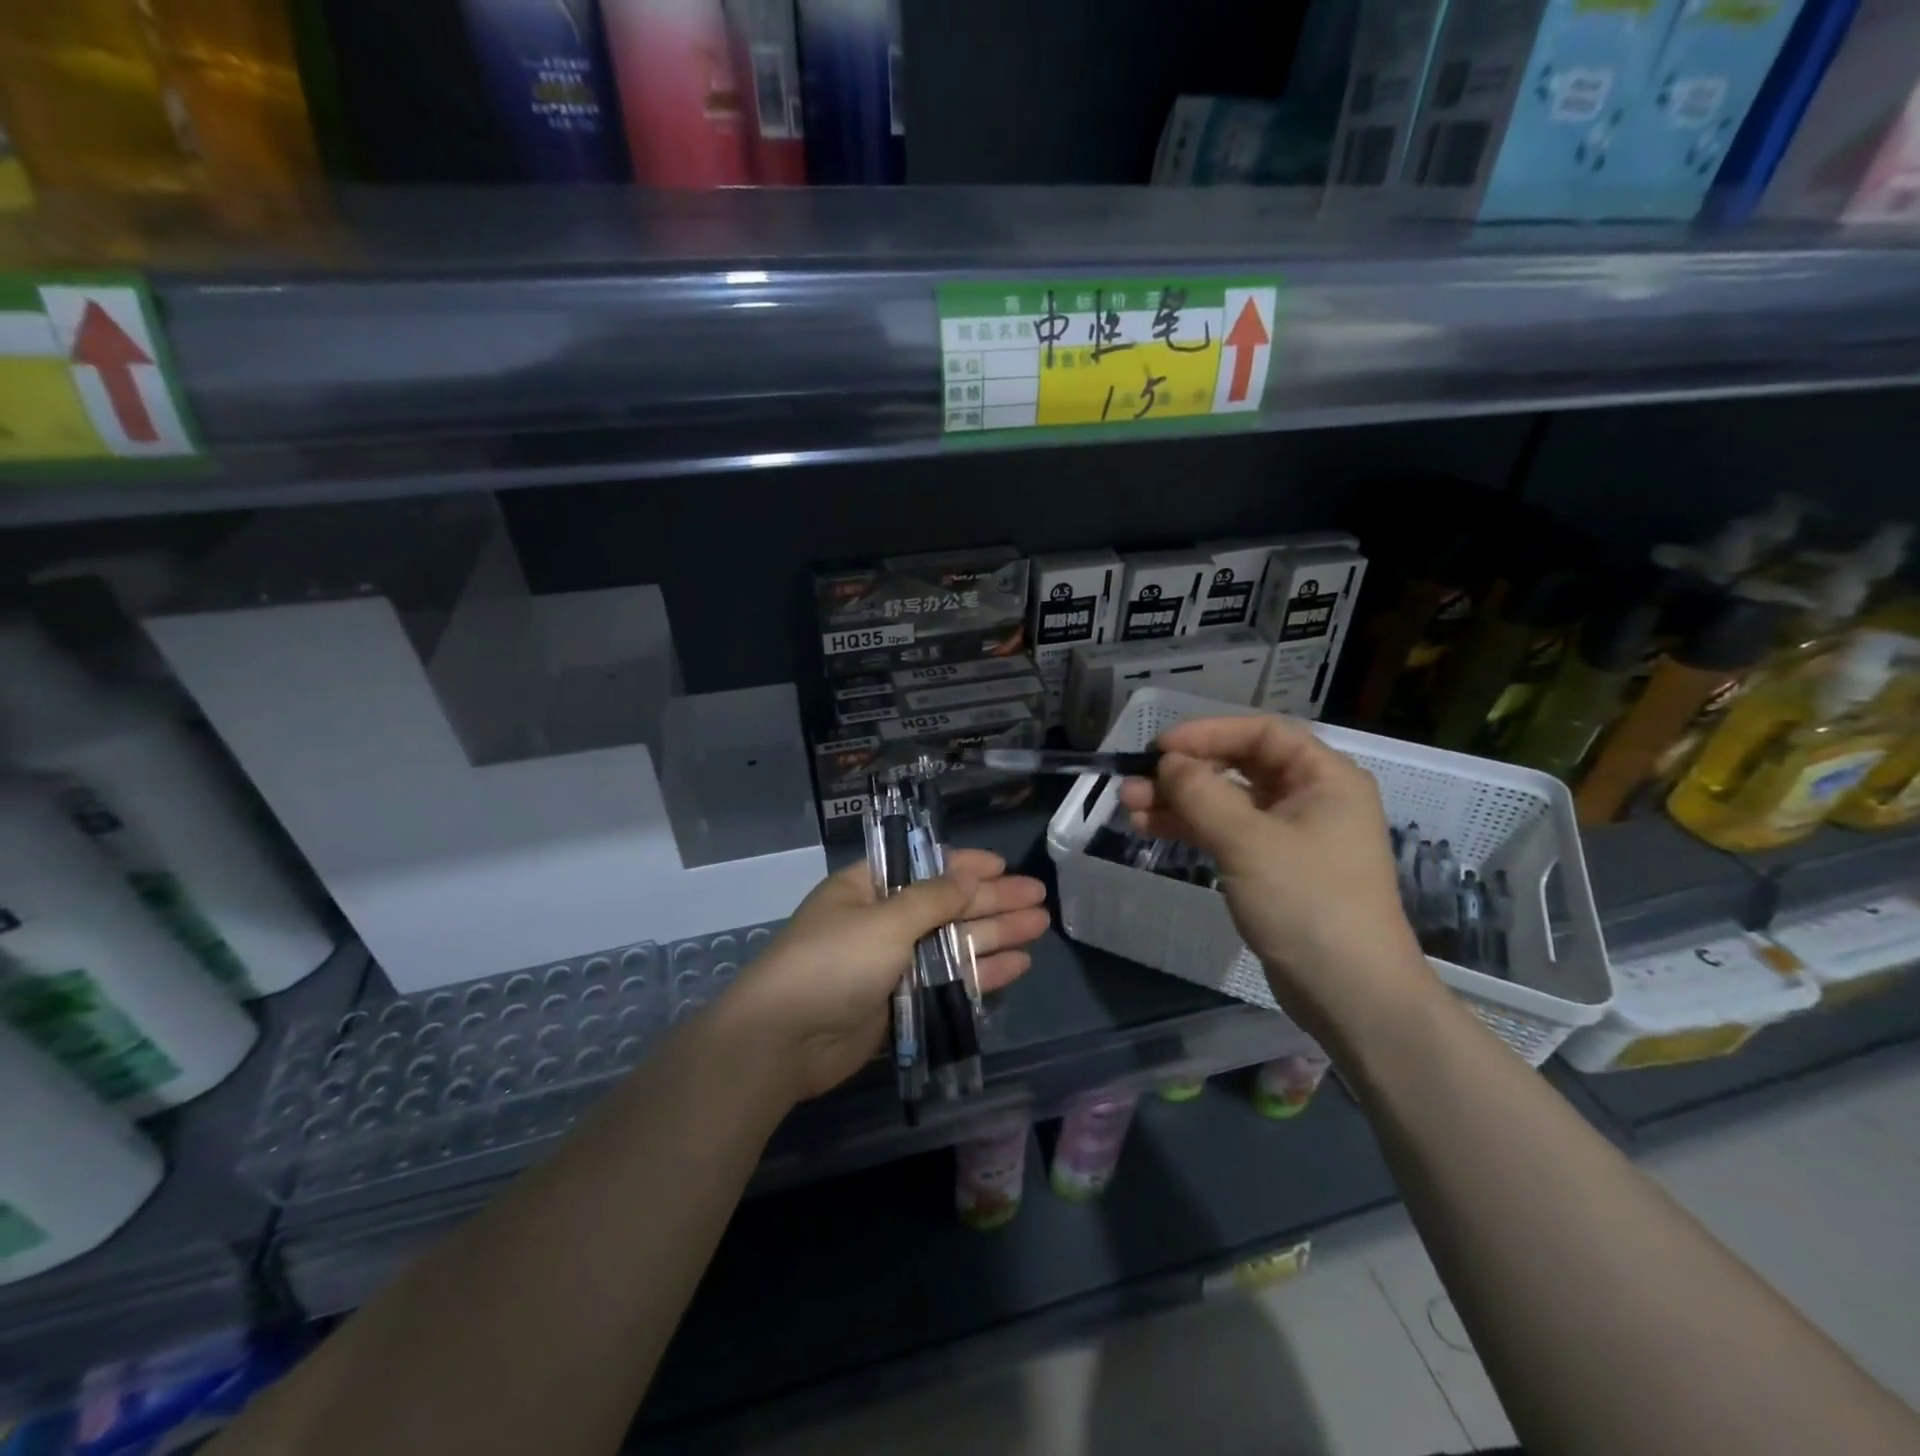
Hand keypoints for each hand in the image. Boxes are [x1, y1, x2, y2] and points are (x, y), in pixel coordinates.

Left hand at [723, 849, 1049, 1100]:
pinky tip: (1016, 965)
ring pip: (953, 943)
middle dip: (992, 900)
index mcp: (867, 887)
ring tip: (1039, 927)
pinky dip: (980, 972)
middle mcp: (882, 920)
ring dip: (995, 934)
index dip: (965, 864)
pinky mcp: (901, 1002)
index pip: (923, 866)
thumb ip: (933, 899)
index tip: (1003, 865)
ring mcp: (892, 963)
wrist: (783, 1042)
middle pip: (947, 905)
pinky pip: (947, 980)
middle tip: (1038, 897)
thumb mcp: (885, 920)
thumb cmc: (832, 963)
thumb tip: (971, 875)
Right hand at [1117, 716, 1430, 1029]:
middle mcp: (1310, 798)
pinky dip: (1191, 828)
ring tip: (1129, 808)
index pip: (1261, 733)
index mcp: (1324, 777)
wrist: (1349, 993)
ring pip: (1226, 802)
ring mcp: (1291, 835)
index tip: (1160, 748)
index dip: (1207, 733)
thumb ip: (1202, 793)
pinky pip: (1226, 832)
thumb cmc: (1307, 903)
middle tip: (1132, 784)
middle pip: (1238, 766)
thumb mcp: (1248, 841)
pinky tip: (1150, 830)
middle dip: (1183, 773)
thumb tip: (1167, 762)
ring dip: (1178, 802)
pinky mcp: (1274, 868)